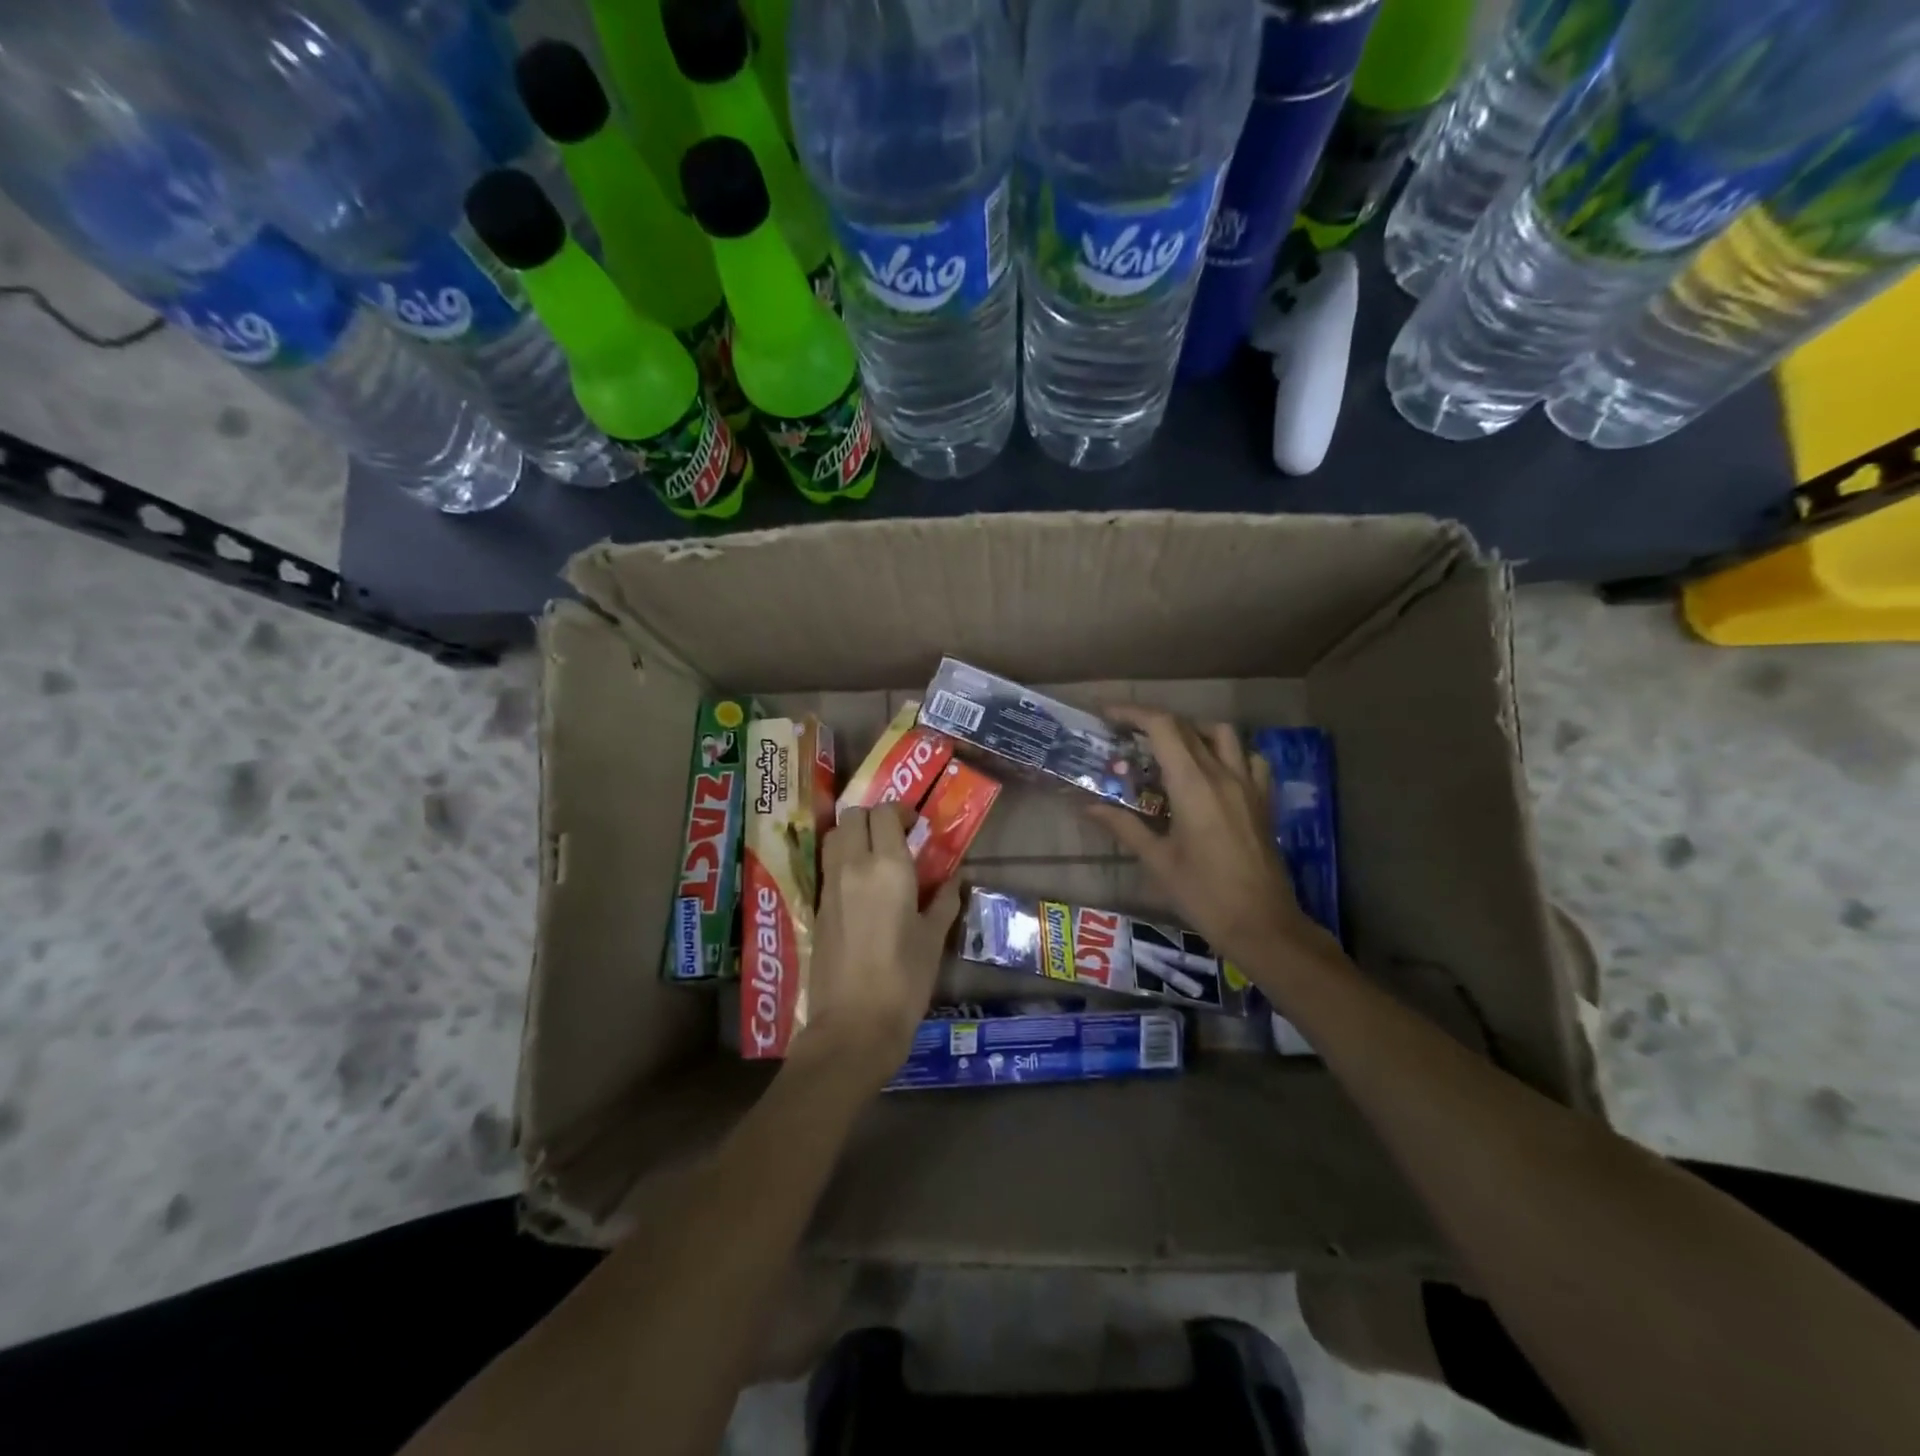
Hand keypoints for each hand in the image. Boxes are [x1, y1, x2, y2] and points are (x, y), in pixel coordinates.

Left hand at [796, 804, 960, 1091]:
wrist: (853, 1025)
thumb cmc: (904, 980)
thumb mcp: (933, 939)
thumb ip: (943, 901)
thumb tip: (954, 879)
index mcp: (887, 867)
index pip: (884, 813)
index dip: (900, 811)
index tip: (916, 826)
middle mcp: (853, 866)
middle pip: (852, 816)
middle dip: (873, 817)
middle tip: (895, 836)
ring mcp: (830, 886)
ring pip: (834, 836)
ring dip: (853, 834)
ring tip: (875, 855)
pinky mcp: (816, 907)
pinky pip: (828, 865)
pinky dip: (842, 859)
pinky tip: (861, 883)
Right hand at [1090, 707, 1335, 973]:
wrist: (1261, 924)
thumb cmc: (1203, 894)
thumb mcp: (1157, 860)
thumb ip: (1123, 826)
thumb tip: (1087, 806)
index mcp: (1193, 785)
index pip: (1163, 727)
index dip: (1132, 713)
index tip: (1107, 715)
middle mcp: (1223, 774)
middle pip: (1187, 727)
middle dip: (1153, 722)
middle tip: (1126, 736)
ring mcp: (1249, 785)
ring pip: (1222, 734)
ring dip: (1192, 731)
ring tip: (1170, 749)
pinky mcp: (1263, 800)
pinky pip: (1250, 759)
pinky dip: (1228, 753)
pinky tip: (1213, 772)